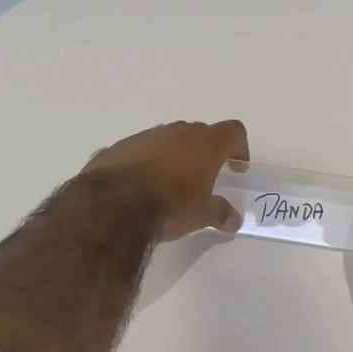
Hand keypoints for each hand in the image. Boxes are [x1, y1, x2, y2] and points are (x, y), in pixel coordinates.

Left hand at [83, 120, 249, 242]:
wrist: (113, 204)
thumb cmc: (169, 206)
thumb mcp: (201, 215)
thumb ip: (220, 213)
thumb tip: (235, 220)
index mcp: (206, 144)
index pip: (233, 131)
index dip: (239, 147)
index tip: (236, 167)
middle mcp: (178, 132)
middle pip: (200, 133)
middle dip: (205, 152)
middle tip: (205, 177)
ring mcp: (147, 136)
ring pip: (169, 139)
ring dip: (175, 155)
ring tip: (171, 183)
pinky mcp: (121, 146)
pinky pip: (142, 149)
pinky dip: (148, 162)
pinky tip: (141, 186)